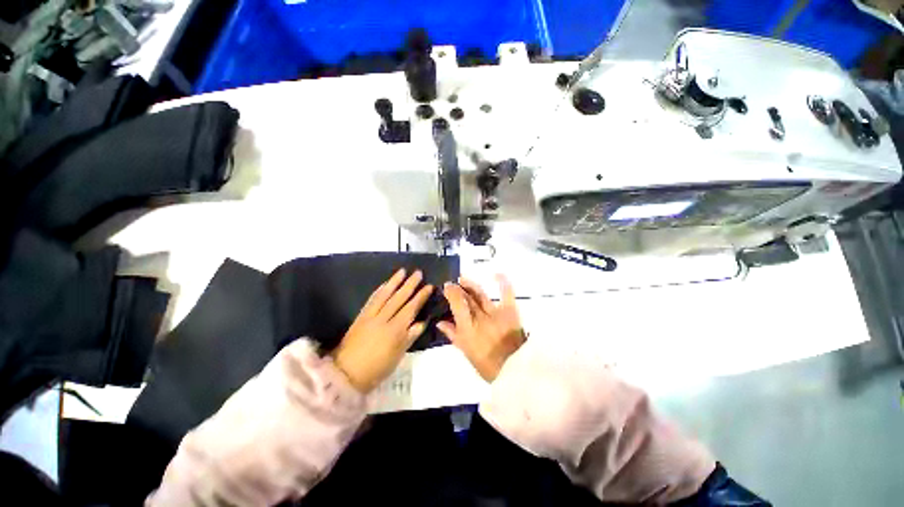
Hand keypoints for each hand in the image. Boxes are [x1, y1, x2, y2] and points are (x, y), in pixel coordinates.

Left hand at [333, 269, 432, 392]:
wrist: (346, 374)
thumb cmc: (376, 369)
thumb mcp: (397, 356)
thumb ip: (410, 337)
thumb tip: (422, 322)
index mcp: (395, 330)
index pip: (411, 308)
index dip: (421, 297)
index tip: (429, 286)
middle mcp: (383, 319)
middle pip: (399, 298)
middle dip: (410, 284)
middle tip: (418, 273)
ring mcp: (370, 316)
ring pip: (384, 295)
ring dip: (394, 282)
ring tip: (402, 271)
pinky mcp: (360, 316)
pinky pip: (371, 300)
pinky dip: (379, 290)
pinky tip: (384, 284)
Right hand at [438, 275, 524, 381]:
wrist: (513, 371)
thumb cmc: (487, 364)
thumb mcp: (466, 350)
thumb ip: (453, 334)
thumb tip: (440, 322)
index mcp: (468, 328)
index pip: (457, 303)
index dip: (451, 292)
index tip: (447, 286)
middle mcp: (480, 317)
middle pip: (467, 298)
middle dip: (459, 288)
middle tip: (454, 283)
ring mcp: (495, 313)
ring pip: (480, 294)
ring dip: (471, 285)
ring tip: (464, 279)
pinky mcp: (510, 312)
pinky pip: (506, 294)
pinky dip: (503, 283)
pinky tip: (498, 274)